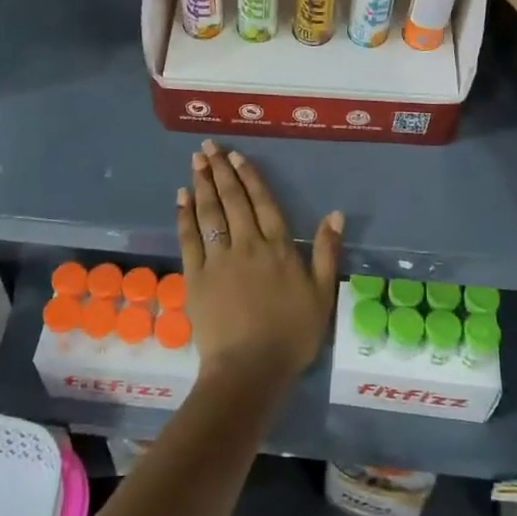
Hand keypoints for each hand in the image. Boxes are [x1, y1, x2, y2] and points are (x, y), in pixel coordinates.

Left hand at [176, 141, 342, 392]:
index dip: (249, 177)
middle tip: (208, 147)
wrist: (250, 368)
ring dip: (202, 184)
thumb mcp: (323, 295)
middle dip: (220, 171)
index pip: (262, 203)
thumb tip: (335, 214)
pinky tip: (181, 197)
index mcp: (279, 247)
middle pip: (232, 200)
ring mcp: (219, 258)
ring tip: (196, 161)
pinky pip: (189, 238)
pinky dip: (185, 215)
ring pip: (209, 212)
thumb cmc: (291, 335)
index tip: (236, 156)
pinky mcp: (196, 276)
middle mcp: (247, 244)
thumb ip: (328, 253)